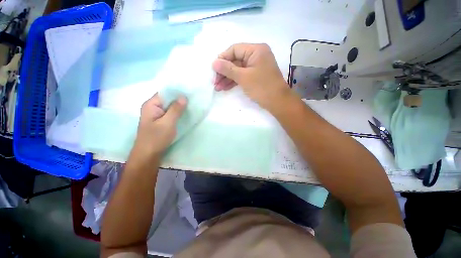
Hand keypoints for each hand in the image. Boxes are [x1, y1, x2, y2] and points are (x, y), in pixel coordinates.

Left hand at [130, 94, 186, 160]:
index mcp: (151, 105)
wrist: (148, 155)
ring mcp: (157, 115)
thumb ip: (175, 109)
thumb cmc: (156, 138)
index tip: (190, 91)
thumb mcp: (167, 123)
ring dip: (179, 106)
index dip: (177, 91)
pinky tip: (186, 113)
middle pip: (168, 99)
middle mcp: (153, 107)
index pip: (165, 92)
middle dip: (180, 99)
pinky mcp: (161, 121)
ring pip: (170, 107)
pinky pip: (170, 113)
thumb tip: (183, 96)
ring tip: (192, 104)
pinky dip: (178, 113)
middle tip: (193, 98)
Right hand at [212, 43, 288, 109]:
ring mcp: (256, 66)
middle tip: (214, 81)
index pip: (234, 49)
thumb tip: (214, 62)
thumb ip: (228, 69)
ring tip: (217, 87)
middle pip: (235, 60)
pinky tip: (225, 87)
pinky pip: (242, 75)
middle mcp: (256, 55)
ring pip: (238, 69)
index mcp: (256, 50)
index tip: (213, 69)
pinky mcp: (255, 75)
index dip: (222, 58)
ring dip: (227, 78)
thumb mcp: (243, 77)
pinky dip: (234, 81)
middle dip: (224, 72)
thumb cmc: (262, 87)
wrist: (277, 102)